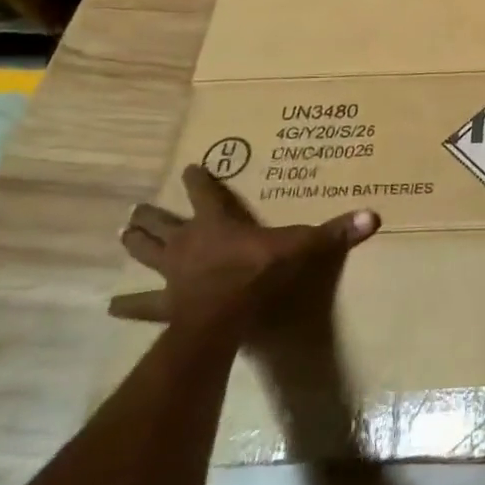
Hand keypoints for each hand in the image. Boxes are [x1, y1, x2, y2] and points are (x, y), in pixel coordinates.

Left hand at [111, 164, 379, 341]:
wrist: (223, 316)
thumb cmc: (258, 273)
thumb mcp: (300, 247)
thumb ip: (333, 232)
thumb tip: (372, 216)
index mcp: (216, 222)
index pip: (205, 192)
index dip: (198, 179)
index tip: (189, 168)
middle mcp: (188, 242)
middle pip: (164, 223)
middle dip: (152, 215)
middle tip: (137, 208)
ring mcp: (172, 274)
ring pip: (146, 254)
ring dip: (134, 244)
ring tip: (121, 235)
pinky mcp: (165, 304)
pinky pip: (143, 305)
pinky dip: (129, 305)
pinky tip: (111, 307)